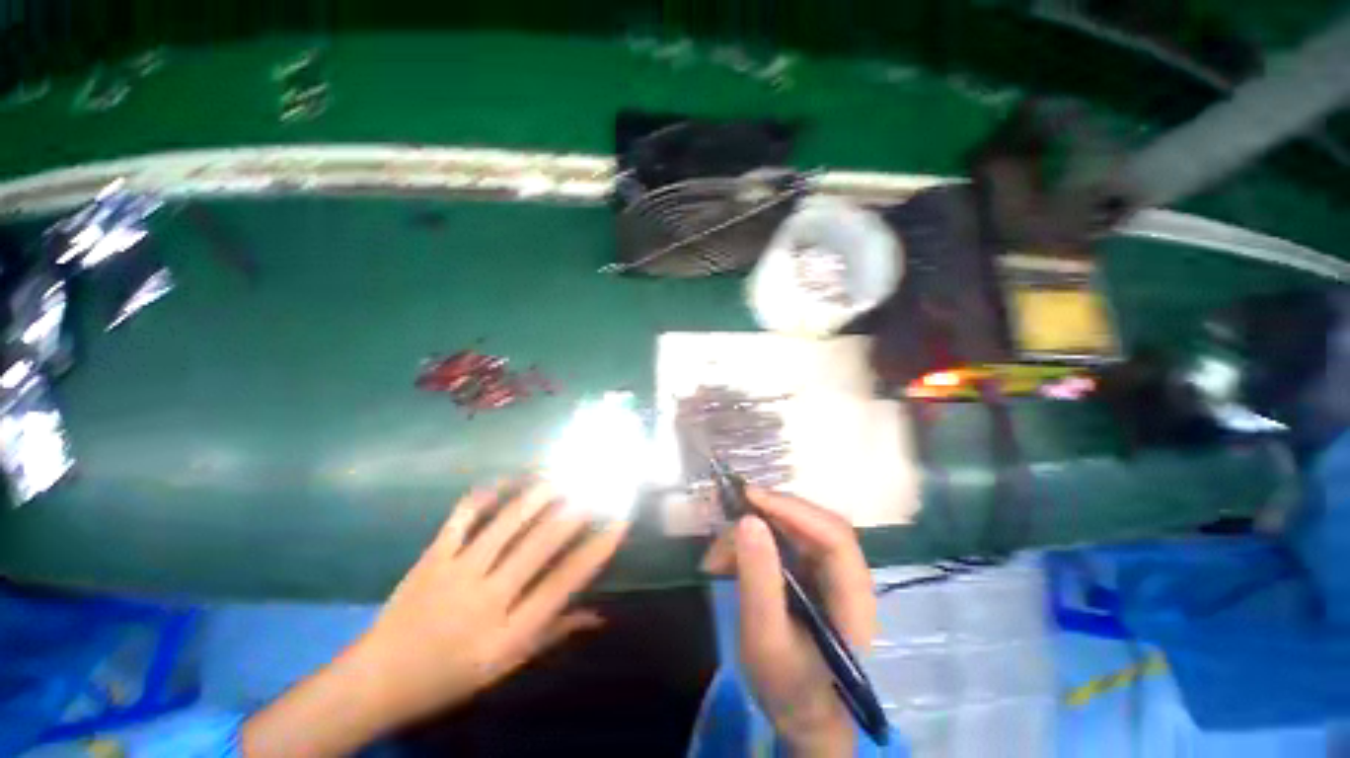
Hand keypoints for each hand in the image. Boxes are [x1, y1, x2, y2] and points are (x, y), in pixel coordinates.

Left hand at [242, 482, 628, 756]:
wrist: (378, 679)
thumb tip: (598, 614)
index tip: (618, 525)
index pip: (563, 583)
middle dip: (573, 512)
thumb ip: (553, 633)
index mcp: (508, 631)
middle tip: (595, 488)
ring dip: (538, 496)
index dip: (595, 551)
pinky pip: (462, 517)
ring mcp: (457, 572)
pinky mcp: (432, 557)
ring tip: (560, 477)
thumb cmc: (449, 677)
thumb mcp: (506, 666)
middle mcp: (487, 597)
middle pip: (539, 545)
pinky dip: (485, 495)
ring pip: (506, 523)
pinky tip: (505, 480)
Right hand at [702, 489, 876, 756]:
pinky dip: (751, 546)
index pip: (834, 536)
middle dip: (768, 517)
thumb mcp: (765, 639)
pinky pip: (782, 544)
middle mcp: (847, 576)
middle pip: (813, 525)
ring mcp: (828, 572)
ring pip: (793, 530)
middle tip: (727, 521)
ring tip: (717, 556)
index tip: (751, 498)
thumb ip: (759, 580)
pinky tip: (726, 561)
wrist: (802, 716)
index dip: (794, 510)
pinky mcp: (810, 573)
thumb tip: (748, 520)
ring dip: (753, 533)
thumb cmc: (789, 688)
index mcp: (854, 598)